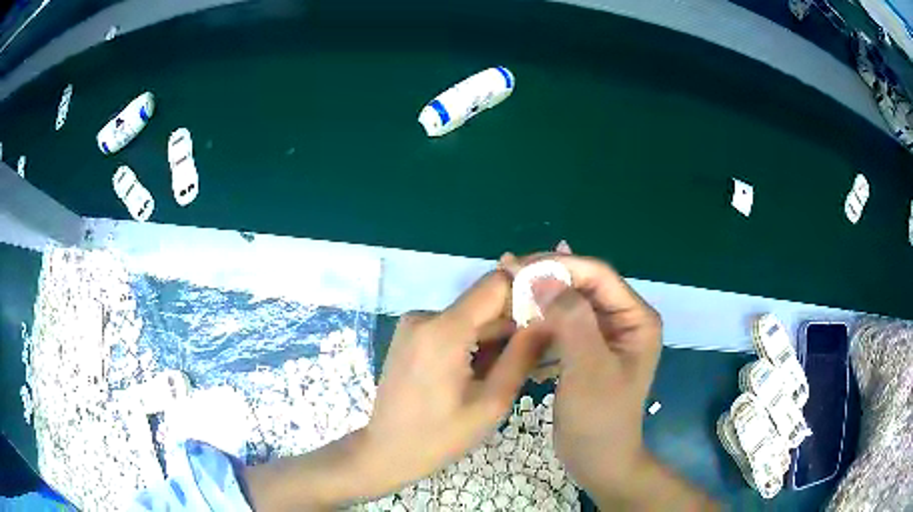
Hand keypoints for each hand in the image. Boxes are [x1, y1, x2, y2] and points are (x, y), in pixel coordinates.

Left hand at [362, 269, 547, 493]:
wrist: (386, 450)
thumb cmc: (439, 436)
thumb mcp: (491, 402)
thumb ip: (522, 356)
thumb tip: (550, 319)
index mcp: (444, 330)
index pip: (496, 283)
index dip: (527, 291)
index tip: (551, 314)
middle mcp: (425, 316)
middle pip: (484, 303)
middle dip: (514, 324)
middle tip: (538, 355)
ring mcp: (414, 324)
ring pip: (470, 317)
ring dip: (494, 338)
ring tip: (510, 371)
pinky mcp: (410, 335)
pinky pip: (452, 327)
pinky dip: (473, 343)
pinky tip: (482, 373)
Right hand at [503, 251, 661, 501]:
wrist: (599, 461)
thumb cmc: (599, 418)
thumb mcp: (588, 369)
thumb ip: (572, 320)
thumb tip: (543, 277)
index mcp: (636, 318)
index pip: (598, 275)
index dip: (558, 265)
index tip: (517, 266)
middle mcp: (624, 319)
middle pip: (584, 284)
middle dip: (546, 276)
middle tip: (506, 271)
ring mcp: (606, 335)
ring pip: (571, 302)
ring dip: (540, 294)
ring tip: (507, 283)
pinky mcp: (587, 350)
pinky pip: (564, 324)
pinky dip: (541, 318)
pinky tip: (519, 313)